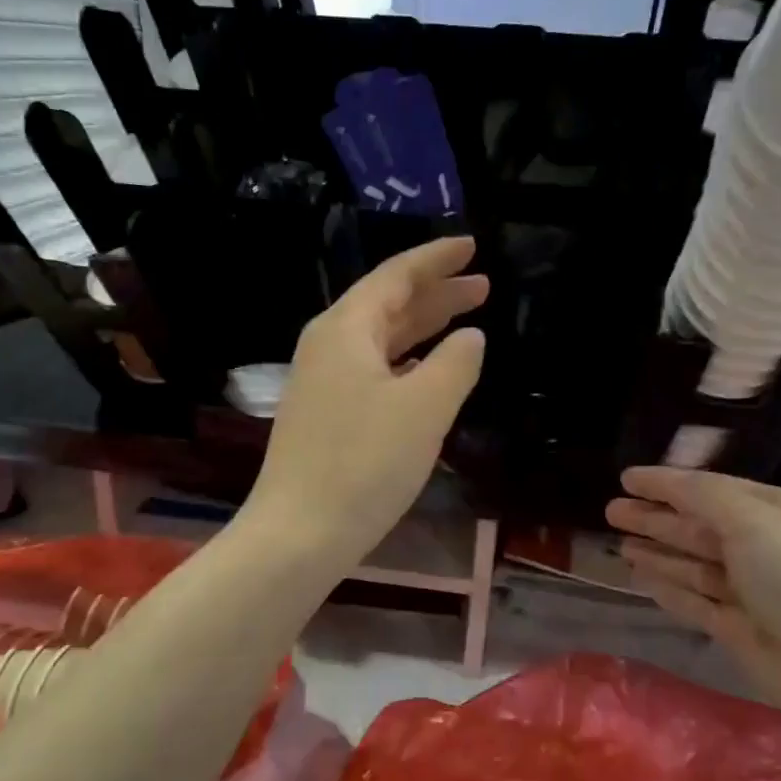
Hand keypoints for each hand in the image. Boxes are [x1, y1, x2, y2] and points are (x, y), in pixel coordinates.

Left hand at [242, 237, 487, 569]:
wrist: (299, 534)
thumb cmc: (365, 464)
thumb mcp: (424, 408)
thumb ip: (455, 364)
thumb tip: (470, 338)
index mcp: (346, 329)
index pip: (396, 276)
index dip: (436, 259)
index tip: (472, 246)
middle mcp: (328, 346)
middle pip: (388, 305)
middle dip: (436, 293)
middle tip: (482, 286)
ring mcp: (322, 383)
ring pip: (380, 341)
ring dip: (422, 329)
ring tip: (464, 321)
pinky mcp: (324, 417)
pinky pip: (372, 371)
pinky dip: (406, 363)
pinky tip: (426, 373)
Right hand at [605, 467, 780, 690]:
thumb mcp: (750, 521)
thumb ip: (702, 496)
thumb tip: (664, 480)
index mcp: (772, 512)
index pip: (709, 488)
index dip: (666, 483)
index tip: (627, 478)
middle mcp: (760, 547)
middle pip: (696, 526)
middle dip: (655, 517)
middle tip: (611, 510)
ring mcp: (748, 589)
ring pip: (691, 563)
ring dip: (657, 551)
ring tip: (619, 543)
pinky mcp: (736, 626)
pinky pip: (693, 598)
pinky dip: (667, 586)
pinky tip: (640, 578)